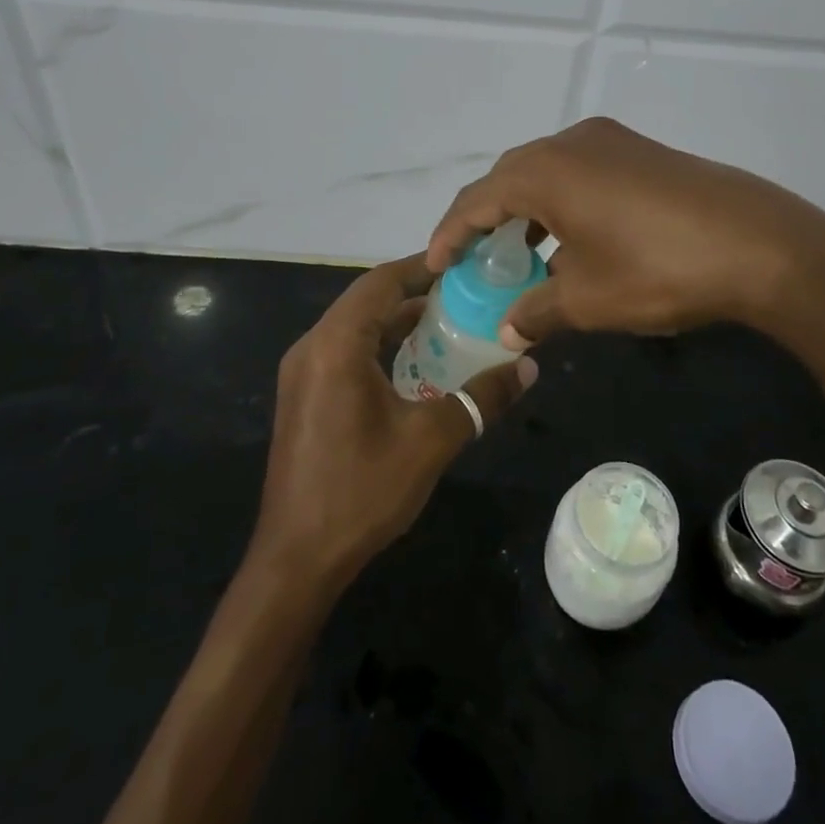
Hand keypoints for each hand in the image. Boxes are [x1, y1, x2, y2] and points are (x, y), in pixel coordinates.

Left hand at [252, 255, 535, 591]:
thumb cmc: (361, 490)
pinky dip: (381, 347)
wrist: (296, 559)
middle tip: (466, 294)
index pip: (381, 282)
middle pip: (367, 300)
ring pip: (356, 327)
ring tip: (449, 323)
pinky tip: (417, 365)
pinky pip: (346, 352)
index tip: (465, 264)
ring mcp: (303, 373)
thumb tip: (528, 368)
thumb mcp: (431, 440)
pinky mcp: (304, 397)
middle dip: (415, 293)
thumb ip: (481, 398)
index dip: (423, 267)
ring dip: (398, 321)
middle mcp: (312, 347)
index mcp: (336, 344)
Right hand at [428, 118, 824, 353]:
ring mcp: (612, 141)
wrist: (761, 245)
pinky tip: (572, 238)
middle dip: (486, 218)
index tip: (434, 265)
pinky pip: (581, 172)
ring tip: (520, 252)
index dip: (450, 233)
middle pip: (508, 177)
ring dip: (526, 210)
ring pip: (547, 172)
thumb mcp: (588, 300)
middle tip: (474, 259)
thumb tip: (509, 330)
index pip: (477, 199)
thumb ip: (537, 311)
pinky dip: (562, 202)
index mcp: (545, 170)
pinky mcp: (642, 152)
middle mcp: (572, 142)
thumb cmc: (658, 269)